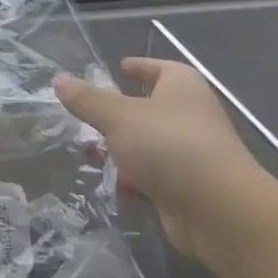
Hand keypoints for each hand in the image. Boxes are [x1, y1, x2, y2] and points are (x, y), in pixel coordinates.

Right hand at [55, 60, 273, 271]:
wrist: (218, 210)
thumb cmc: (168, 146)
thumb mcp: (117, 117)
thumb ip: (86, 99)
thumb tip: (59, 79)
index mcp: (181, 87)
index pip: (159, 68)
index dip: (139, 66)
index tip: (119, 67)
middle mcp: (190, 115)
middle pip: (149, 107)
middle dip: (117, 114)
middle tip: (87, 115)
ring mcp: (191, 152)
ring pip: (148, 144)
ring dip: (122, 149)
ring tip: (91, 154)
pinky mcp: (188, 185)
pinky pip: (154, 175)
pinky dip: (136, 178)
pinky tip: (117, 184)